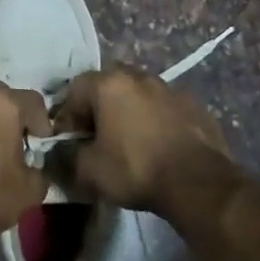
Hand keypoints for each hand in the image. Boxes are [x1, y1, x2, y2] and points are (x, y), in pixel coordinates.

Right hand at [53, 67, 235, 215]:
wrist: (198, 183)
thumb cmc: (136, 169)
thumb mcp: (89, 170)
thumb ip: (67, 156)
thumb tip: (60, 151)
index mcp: (110, 84)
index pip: (75, 90)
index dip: (67, 116)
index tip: (70, 141)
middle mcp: (139, 77)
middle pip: (108, 86)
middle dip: (99, 109)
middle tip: (98, 138)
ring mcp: (170, 89)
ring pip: (138, 94)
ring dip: (129, 112)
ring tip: (129, 142)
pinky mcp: (195, 105)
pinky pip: (164, 108)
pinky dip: (156, 120)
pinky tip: (158, 146)